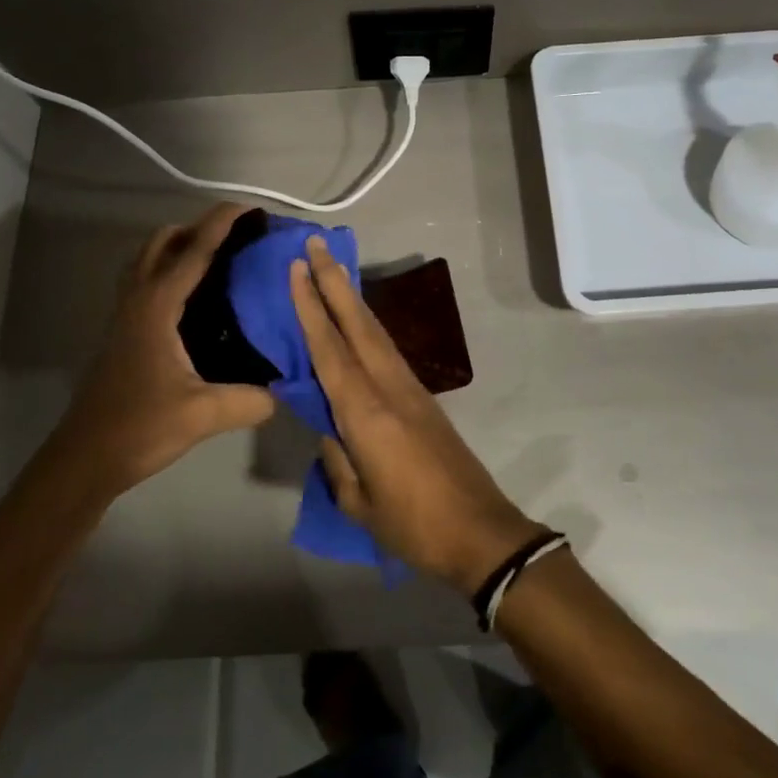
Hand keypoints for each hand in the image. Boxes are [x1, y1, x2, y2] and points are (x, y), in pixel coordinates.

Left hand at [64, 203, 277, 497]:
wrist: (85, 457)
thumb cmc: (139, 427)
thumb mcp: (202, 414)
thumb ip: (249, 400)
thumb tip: (283, 392)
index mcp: (158, 306)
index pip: (194, 250)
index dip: (223, 223)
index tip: (251, 207)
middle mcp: (138, 299)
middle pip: (164, 241)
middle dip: (200, 227)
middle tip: (238, 236)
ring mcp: (126, 312)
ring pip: (149, 257)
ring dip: (180, 245)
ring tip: (220, 257)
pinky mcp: (123, 329)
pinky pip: (146, 278)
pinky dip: (169, 268)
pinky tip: (196, 296)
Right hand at [290, 236, 542, 591]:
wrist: (479, 531)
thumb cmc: (413, 525)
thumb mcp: (359, 502)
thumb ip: (337, 458)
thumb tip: (327, 425)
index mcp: (366, 413)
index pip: (329, 350)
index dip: (310, 307)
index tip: (297, 269)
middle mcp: (388, 388)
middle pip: (357, 325)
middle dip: (334, 282)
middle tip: (315, 245)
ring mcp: (410, 389)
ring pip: (375, 332)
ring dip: (351, 298)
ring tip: (333, 269)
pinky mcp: (423, 397)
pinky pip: (386, 350)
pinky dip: (367, 326)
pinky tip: (357, 320)